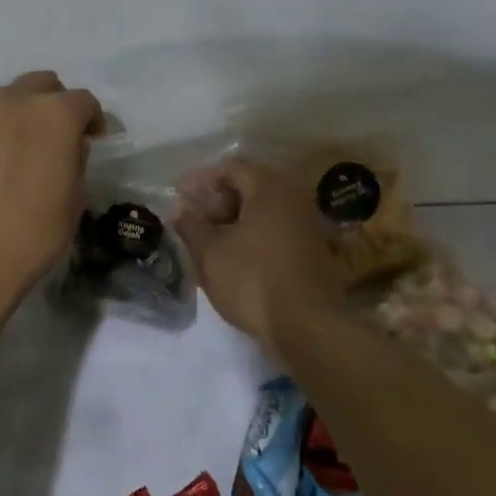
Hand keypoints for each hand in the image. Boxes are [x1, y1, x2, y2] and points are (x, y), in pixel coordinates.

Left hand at [0, 71, 103, 302]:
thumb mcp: (73, 202)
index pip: (83, 101)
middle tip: (57, 136)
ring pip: (4, 99)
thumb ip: (74, 162)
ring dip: (19, 114)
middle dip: (53, 102)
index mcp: (54, 114)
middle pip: (40, 84)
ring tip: (21, 149)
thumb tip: (67, 148)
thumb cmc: (31, 234)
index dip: (92, 119)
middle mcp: (13, 103)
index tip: (94, 138)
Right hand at [174, 158, 344, 343]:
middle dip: (219, 199)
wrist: (308, 328)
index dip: (202, 178)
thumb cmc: (252, 281)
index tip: (180, 193)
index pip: (232, 168)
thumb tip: (183, 211)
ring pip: (265, 211)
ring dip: (236, 220)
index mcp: (270, 189)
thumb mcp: (210, 253)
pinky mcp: (315, 253)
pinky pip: (278, 231)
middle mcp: (294, 199)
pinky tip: (235, 257)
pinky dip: (254, 236)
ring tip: (210, 240)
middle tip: (194, 217)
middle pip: (251, 187)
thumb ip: (192, 226)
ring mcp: (309, 226)